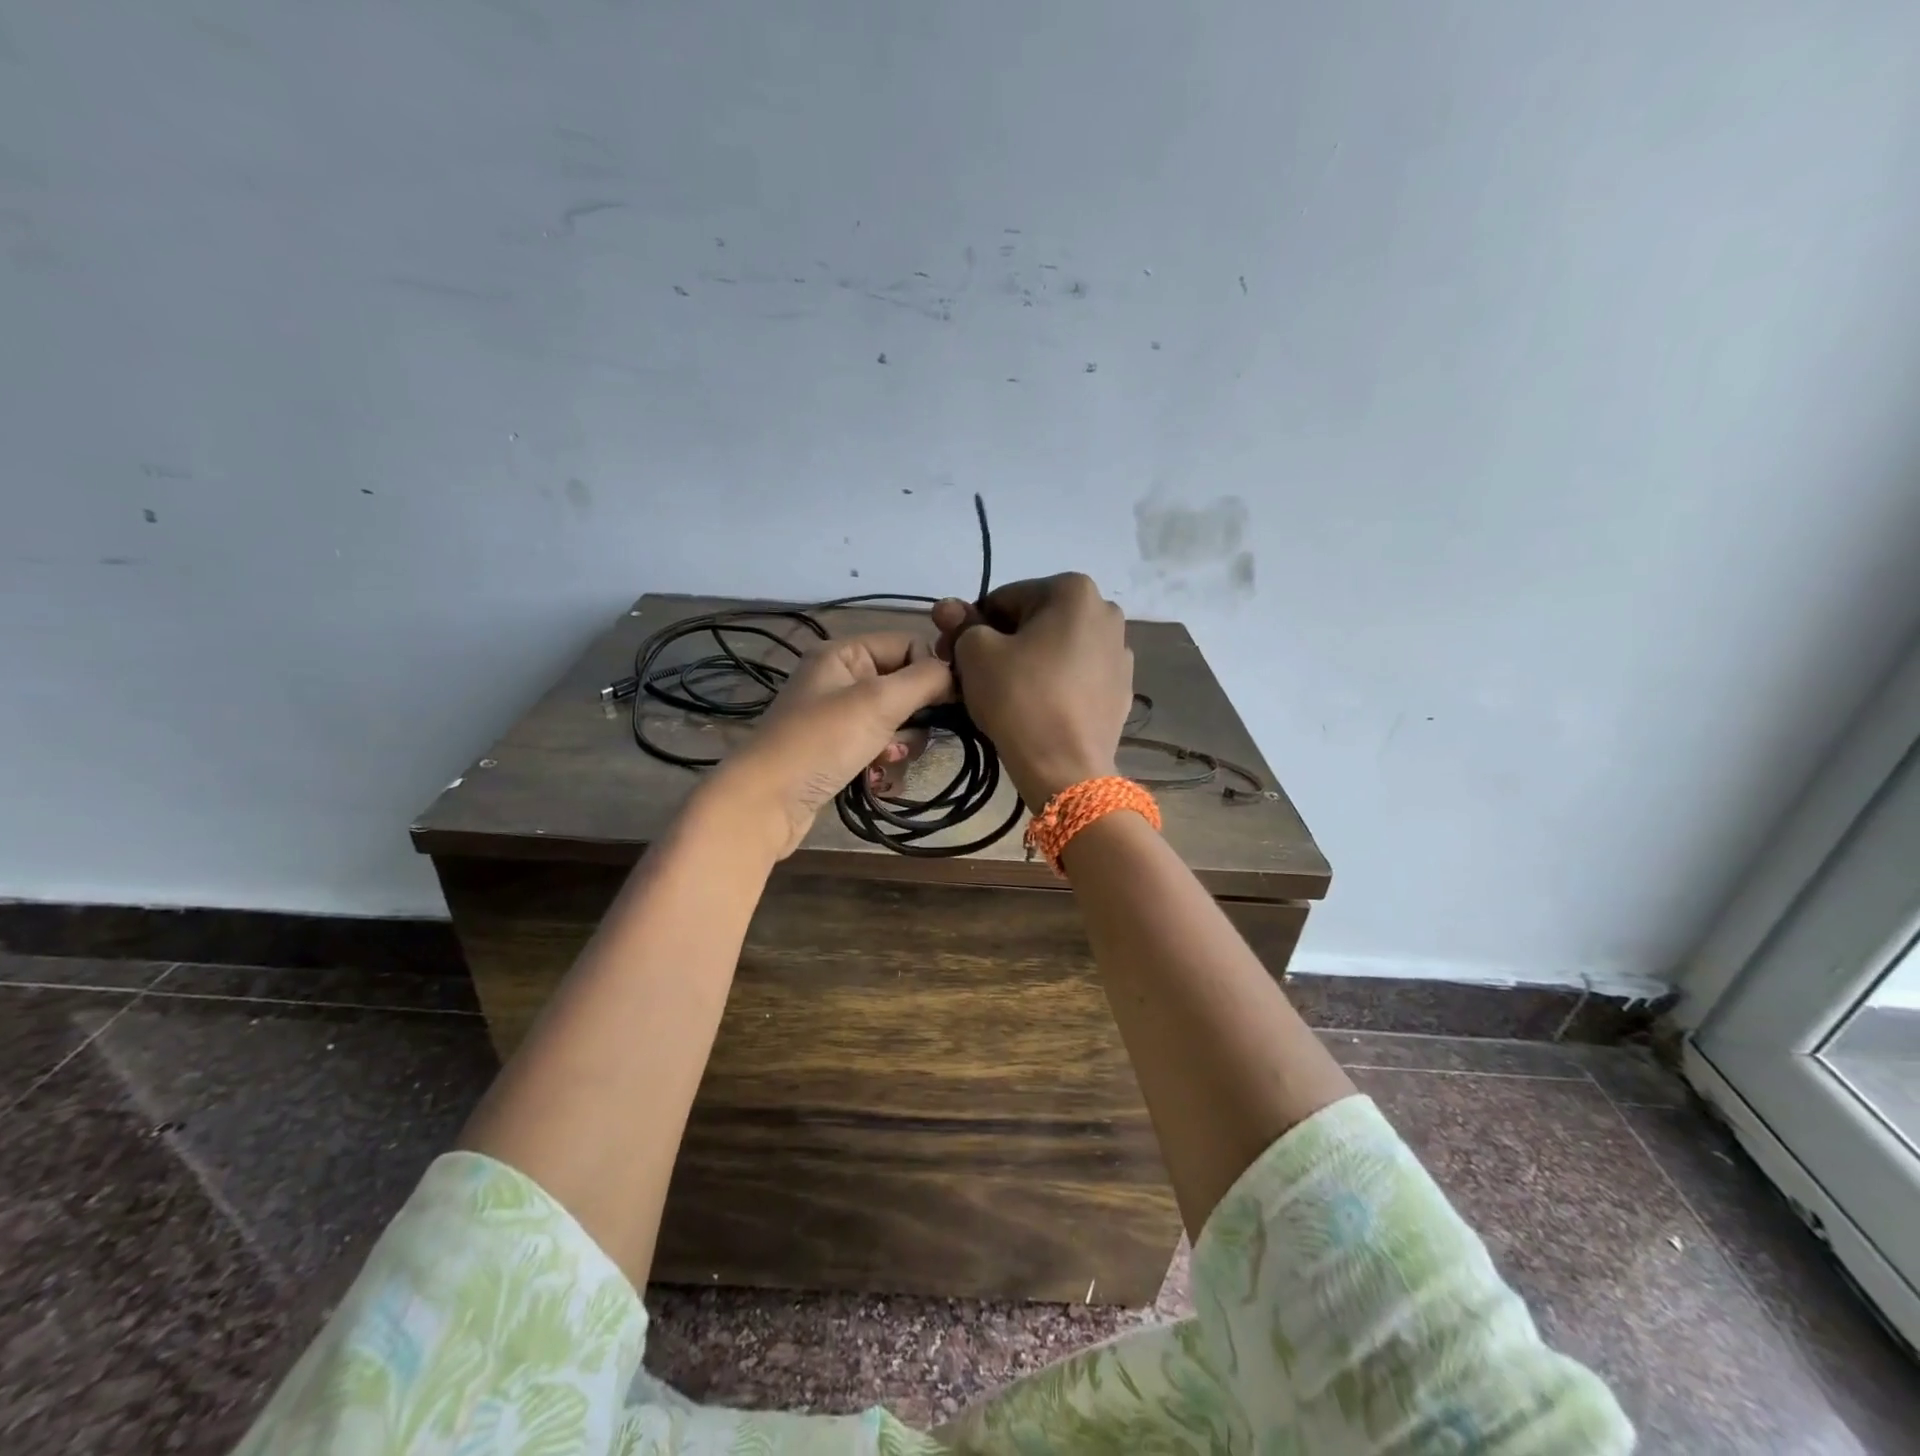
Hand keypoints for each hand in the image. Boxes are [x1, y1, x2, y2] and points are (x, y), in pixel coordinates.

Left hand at [706, 632, 952, 857]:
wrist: (766, 801)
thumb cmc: (823, 741)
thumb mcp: (879, 701)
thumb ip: (925, 679)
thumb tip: (957, 672)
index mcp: (844, 653)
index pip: (908, 645)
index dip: (931, 670)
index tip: (950, 702)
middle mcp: (840, 678)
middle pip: (904, 685)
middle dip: (916, 714)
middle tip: (911, 735)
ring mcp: (837, 717)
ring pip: (896, 720)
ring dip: (902, 742)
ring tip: (886, 759)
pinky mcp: (837, 750)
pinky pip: (878, 745)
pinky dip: (884, 759)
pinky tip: (876, 775)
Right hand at [931, 573, 1132, 807]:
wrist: (1066, 768)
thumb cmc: (1020, 699)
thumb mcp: (976, 654)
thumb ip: (962, 625)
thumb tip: (949, 608)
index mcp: (1074, 590)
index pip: (1004, 599)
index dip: (972, 626)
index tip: (953, 655)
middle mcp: (1106, 612)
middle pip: (1034, 621)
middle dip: (1001, 642)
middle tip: (972, 676)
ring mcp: (1119, 652)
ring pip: (1056, 649)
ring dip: (1028, 662)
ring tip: (1005, 695)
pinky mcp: (1121, 689)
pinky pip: (1076, 676)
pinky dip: (1054, 684)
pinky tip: (1037, 709)